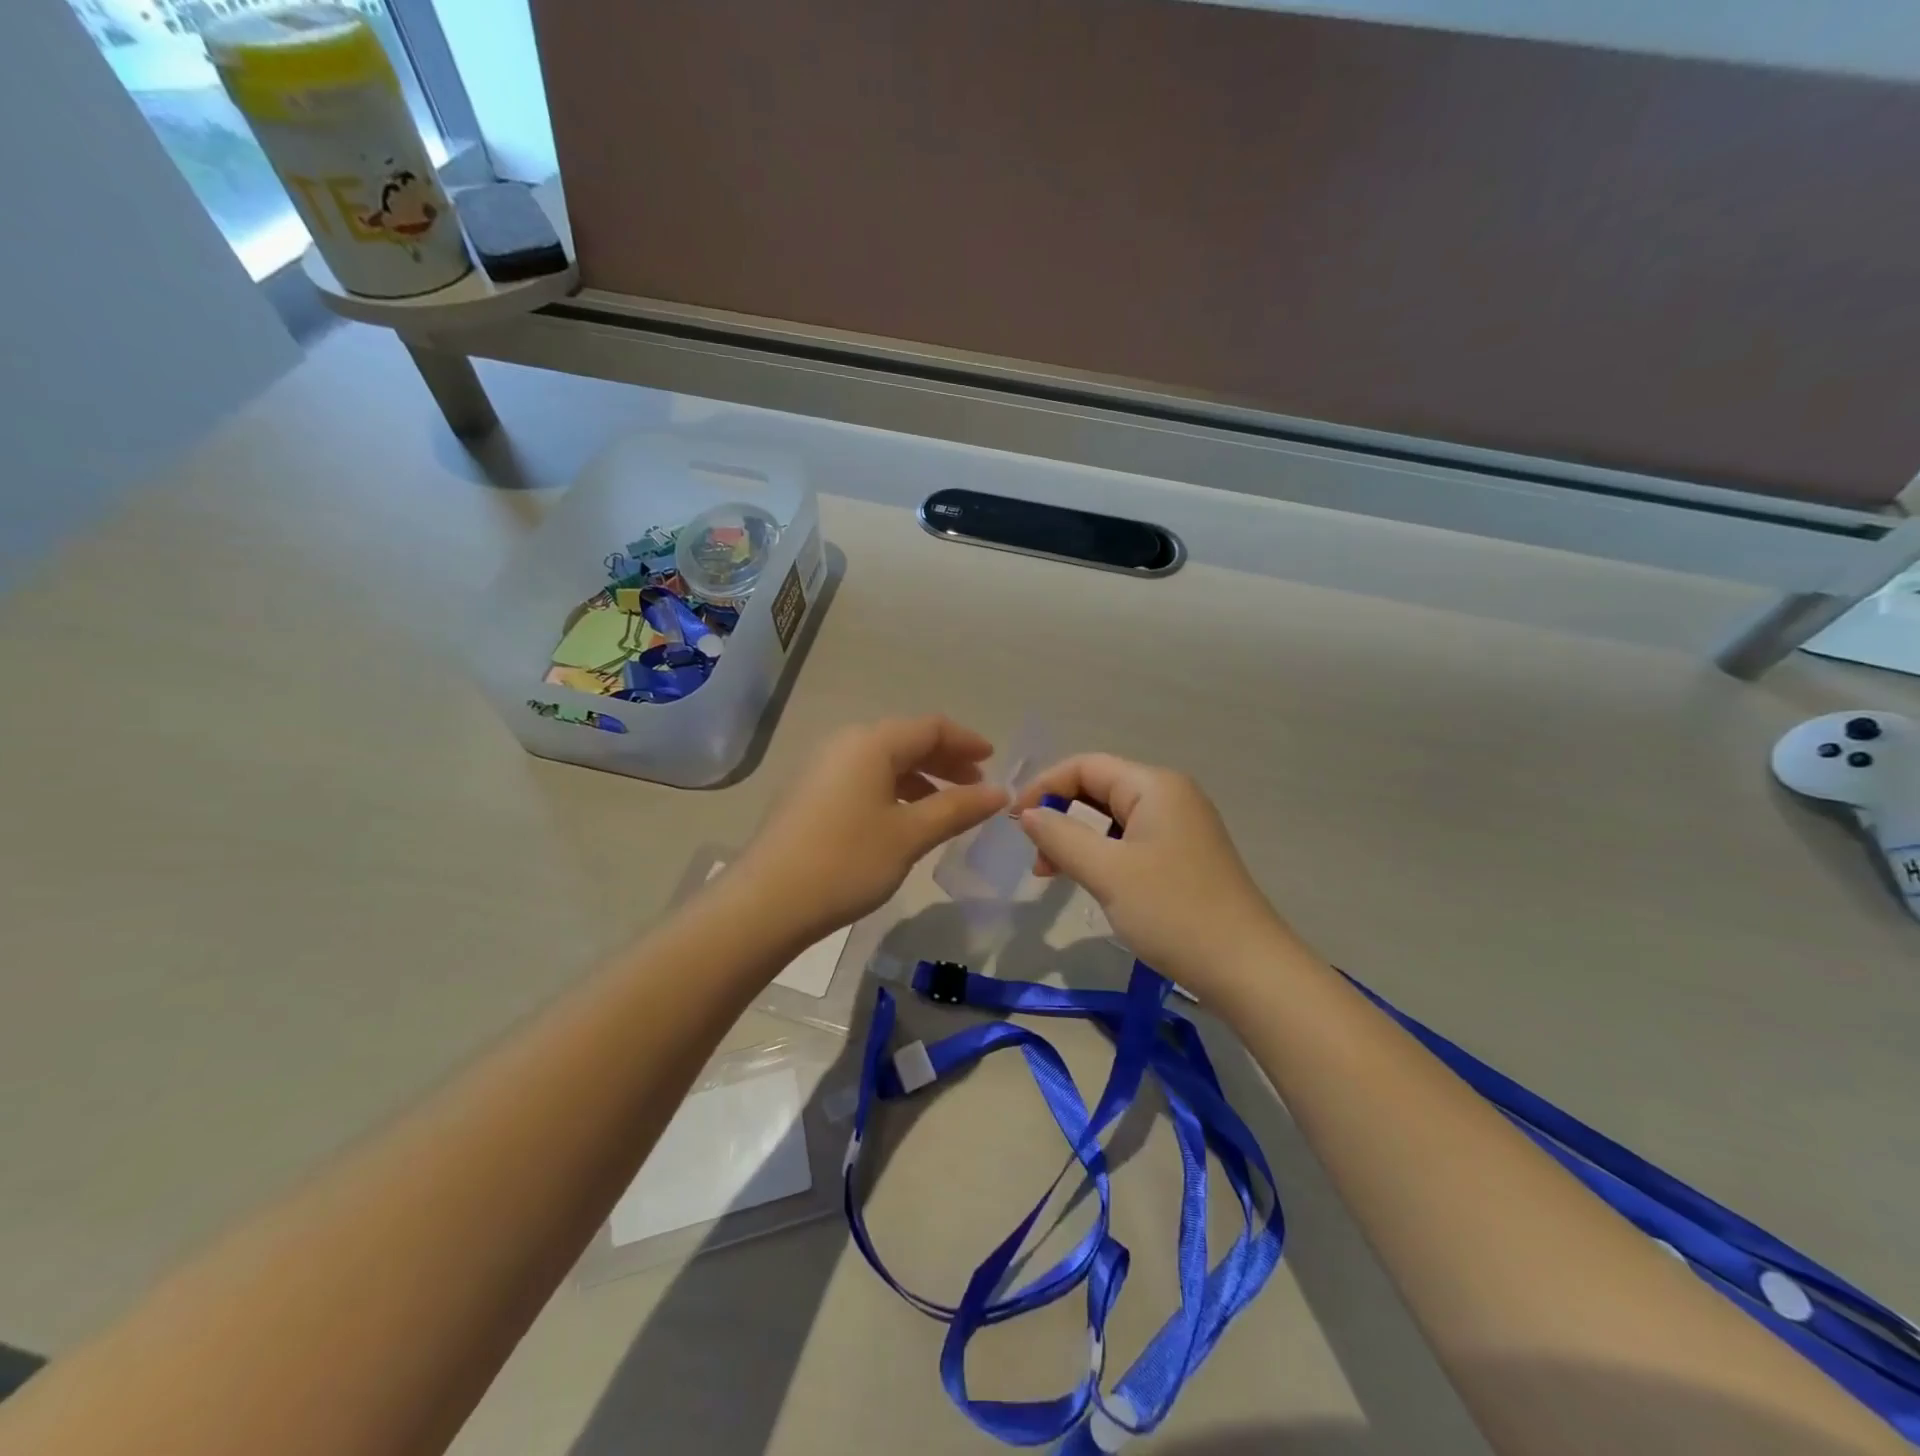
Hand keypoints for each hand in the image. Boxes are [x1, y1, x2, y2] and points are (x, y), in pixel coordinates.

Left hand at [737, 717, 1009, 943]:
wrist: (767, 902)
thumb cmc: (847, 861)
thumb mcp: (910, 835)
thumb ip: (957, 809)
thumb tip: (999, 792)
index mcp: (871, 743)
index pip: (931, 727)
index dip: (966, 741)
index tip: (994, 761)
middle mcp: (845, 744)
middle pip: (906, 740)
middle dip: (945, 760)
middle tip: (976, 787)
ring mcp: (823, 768)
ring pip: (884, 761)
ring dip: (920, 778)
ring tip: (946, 808)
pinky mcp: (810, 794)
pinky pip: (863, 778)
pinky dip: (893, 790)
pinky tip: (904, 820)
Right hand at [1014, 754, 1292, 995]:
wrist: (1247, 970)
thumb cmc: (1173, 912)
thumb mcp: (1107, 872)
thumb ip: (1061, 837)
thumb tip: (1027, 814)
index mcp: (1155, 786)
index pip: (1086, 766)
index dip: (1044, 787)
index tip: (1014, 824)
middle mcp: (1170, 796)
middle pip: (1099, 789)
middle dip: (1060, 815)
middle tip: (1035, 858)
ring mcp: (1180, 827)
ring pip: (1113, 818)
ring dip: (1078, 839)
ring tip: (1054, 875)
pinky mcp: (1184, 856)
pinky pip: (1130, 841)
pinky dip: (1102, 855)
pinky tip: (1090, 881)